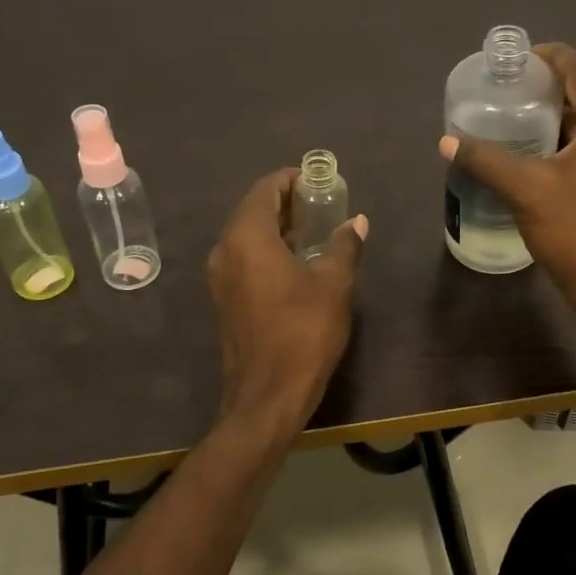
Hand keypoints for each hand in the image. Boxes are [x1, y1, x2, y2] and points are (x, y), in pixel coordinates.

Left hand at [207, 168, 367, 435]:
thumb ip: (344, 245)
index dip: (290, 180)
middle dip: (285, 202)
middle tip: (320, 203)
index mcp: (247, 238)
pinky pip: (243, 258)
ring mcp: (220, 277)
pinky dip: (266, 249)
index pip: (265, 190)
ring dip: (276, 226)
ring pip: (246, 235)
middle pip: (252, 210)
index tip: (317, 180)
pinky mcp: (224, 299)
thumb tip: (355, 222)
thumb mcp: (333, 284)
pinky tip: (295, 261)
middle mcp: (225, 250)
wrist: (267, 395)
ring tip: (312, 229)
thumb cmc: (303, 332)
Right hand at [441, 43, 575, 318]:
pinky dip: (560, 143)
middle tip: (504, 92)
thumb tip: (447, 140)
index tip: (513, 61)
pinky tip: (532, 158)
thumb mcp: (525, 190)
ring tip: (511, 121)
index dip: (547, 57)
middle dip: (544, 89)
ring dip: (552, 118)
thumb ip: (485, 160)